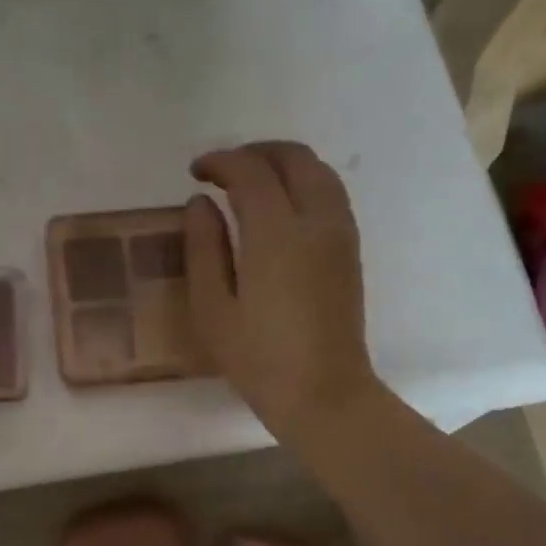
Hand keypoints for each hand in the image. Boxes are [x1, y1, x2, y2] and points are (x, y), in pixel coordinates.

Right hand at [186, 142, 380, 449]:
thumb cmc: (259, 359)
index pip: (250, 172)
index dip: (220, 162)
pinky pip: (329, 194)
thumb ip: (203, 249)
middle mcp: (316, 220)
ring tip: (249, 185)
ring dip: (283, 164)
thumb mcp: (213, 310)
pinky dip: (302, 183)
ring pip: (318, 171)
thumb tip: (200, 205)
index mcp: (277, 234)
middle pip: (293, 158)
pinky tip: (279, 209)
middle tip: (222, 171)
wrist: (323, 393)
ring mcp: (340, 233)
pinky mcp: (350, 250)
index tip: (195, 172)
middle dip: (255, 153)